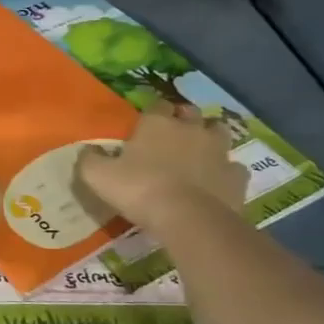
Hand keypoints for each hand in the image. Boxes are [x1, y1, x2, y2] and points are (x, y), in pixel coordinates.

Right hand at [76, 106, 248, 226]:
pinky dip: (226, 172)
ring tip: (199, 154)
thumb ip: (90, 159)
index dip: (153, 113)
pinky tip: (216, 183)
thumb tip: (86, 150)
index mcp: (157, 124)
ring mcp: (218, 152)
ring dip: (209, 139)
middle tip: (173, 136)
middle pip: (191, 113)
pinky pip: (233, 168)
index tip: (145, 125)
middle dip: (184, 120)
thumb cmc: (139, 189)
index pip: (157, 105)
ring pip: (218, 133)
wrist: (188, 218)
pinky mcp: (236, 176)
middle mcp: (190, 130)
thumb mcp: (98, 176)